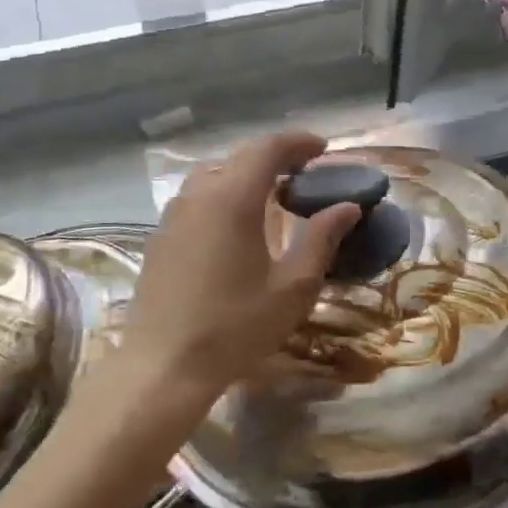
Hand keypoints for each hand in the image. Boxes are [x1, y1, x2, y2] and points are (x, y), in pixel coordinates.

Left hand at [121, 129, 359, 401]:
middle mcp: (198, 195)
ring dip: (245, 176)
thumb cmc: (236, 326)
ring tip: (271, 199)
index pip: (267, 148)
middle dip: (274, 158)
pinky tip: (236, 229)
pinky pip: (196, 200)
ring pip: (213, 176)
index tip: (323, 150)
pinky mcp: (160, 238)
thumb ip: (321, 239)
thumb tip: (348, 207)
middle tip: (303, 176)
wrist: (164, 366)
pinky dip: (222, 196)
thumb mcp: (293, 287)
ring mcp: (173, 216)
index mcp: (233, 199)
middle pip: (238, 158)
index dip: (299, 142)